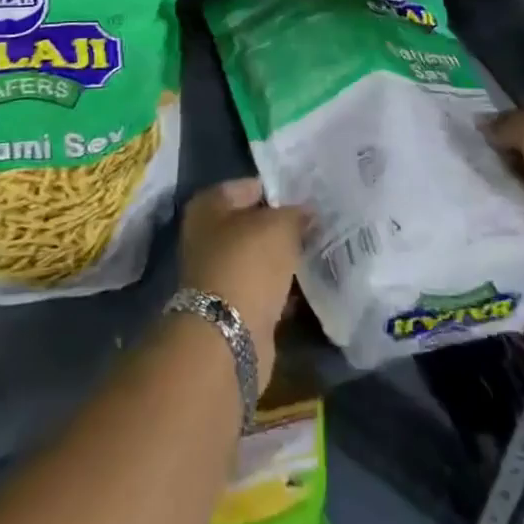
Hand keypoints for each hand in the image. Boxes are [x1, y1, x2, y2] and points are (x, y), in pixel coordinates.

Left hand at [178, 178, 306, 385]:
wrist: (227, 337)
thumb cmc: (247, 264)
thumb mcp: (279, 226)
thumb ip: (296, 214)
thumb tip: (308, 211)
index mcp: (208, 206)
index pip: (250, 187)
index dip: (280, 189)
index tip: (309, 196)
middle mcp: (206, 236)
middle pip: (253, 223)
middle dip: (282, 226)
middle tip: (317, 224)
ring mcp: (217, 273)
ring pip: (258, 257)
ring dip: (283, 258)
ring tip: (317, 251)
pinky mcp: (231, 307)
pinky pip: (262, 287)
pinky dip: (281, 287)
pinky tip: (308, 285)